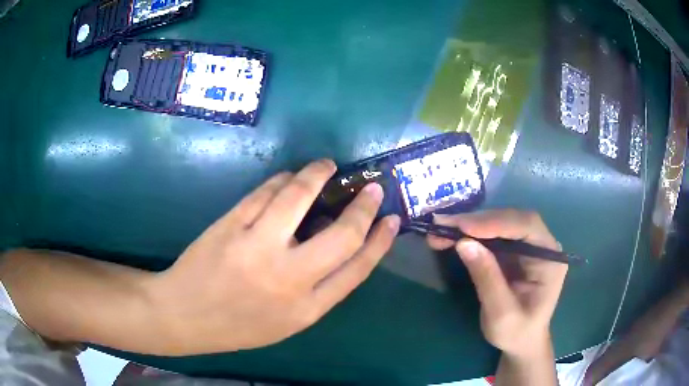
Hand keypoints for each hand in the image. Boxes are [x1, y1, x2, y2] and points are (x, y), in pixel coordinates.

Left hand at [144, 160, 399, 354]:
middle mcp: (288, 279)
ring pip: (298, 197)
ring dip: (317, 175)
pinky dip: (282, 180)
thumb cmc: (237, 325)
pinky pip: (265, 193)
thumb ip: (318, 290)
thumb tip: (339, 246)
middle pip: (341, 234)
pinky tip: (289, 178)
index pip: (357, 269)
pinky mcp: (231, 225)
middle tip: (371, 186)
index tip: (391, 218)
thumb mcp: (287, 322)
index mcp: (306, 309)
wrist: (184, 315)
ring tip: (326, 166)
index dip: (380, 240)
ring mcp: (256, 248)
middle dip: (362, 206)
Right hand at [427, 210, 566, 357]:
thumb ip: (486, 278)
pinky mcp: (514, 250)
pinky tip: (452, 235)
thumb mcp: (500, 312)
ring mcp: (528, 246)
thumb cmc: (516, 332)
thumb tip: (463, 243)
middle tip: (443, 224)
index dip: (496, 222)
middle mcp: (542, 245)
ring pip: (500, 223)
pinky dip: (471, 234)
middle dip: (478, 221)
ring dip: (471, 225)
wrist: (521, 342)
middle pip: (512, 220)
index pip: (527, 227)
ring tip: (441, 228)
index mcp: (550, 258)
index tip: (463, 226)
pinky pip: (493, 235)